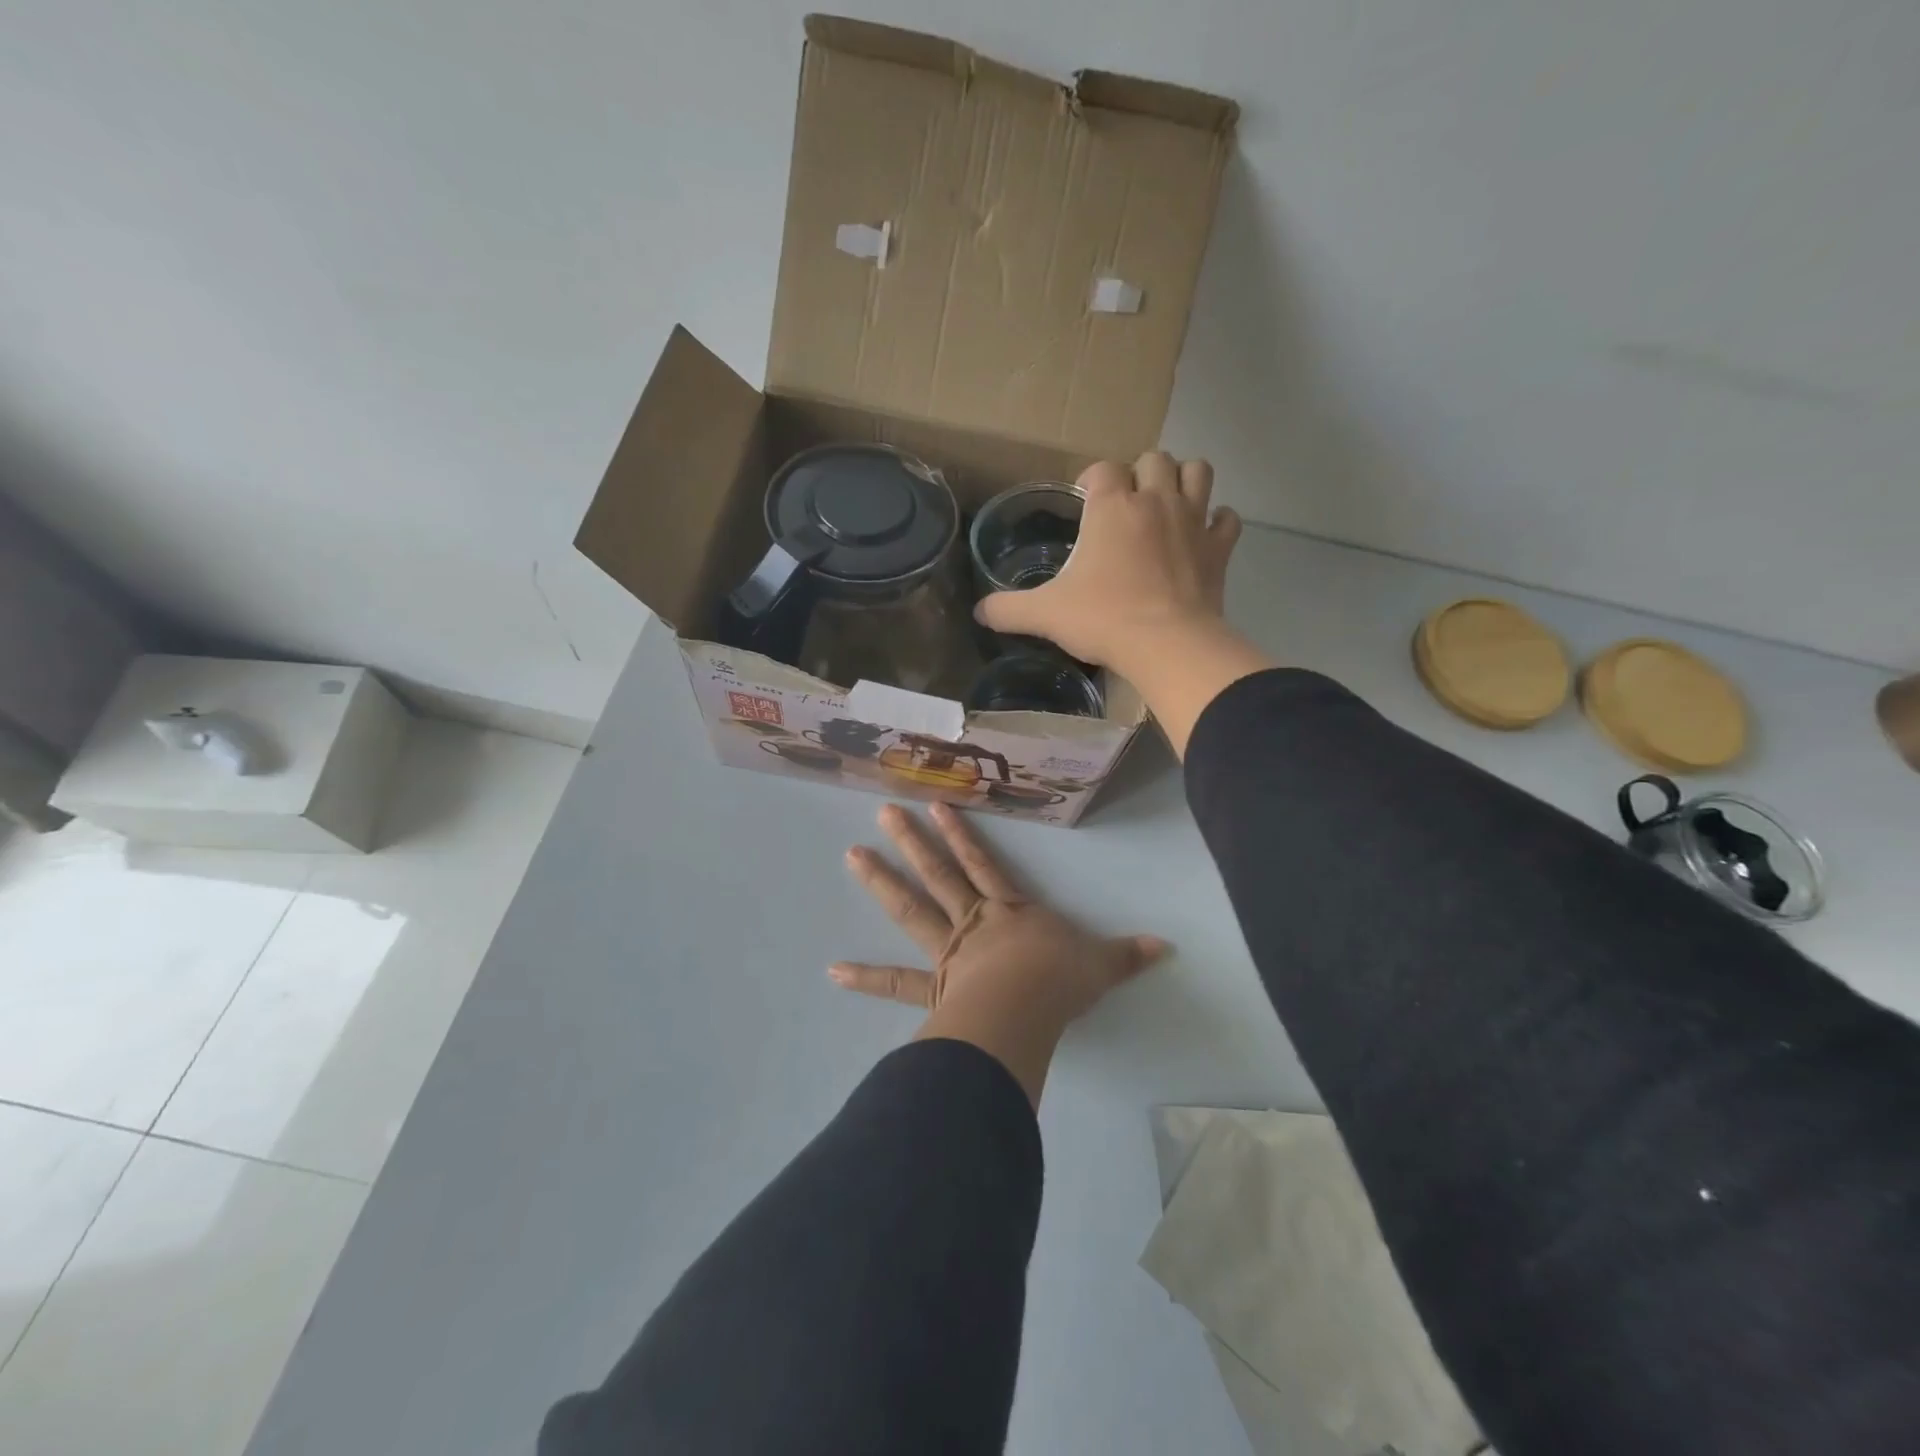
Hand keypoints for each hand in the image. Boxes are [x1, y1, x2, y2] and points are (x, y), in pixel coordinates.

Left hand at [831, 803, 1168, 1100]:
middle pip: (939, 874)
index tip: (937, 806)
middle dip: (912, 842)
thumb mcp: (1102, 966)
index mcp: (1010, 912)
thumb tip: (1167, 947)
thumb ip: (1128, 955)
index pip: (983, 864)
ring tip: (853, 855)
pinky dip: (866, 977)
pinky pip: (897, 982)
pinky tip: (833, 971)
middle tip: (881, 812)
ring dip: (883, 882)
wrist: (1028, 1012)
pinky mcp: (934, 987)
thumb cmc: (1061, 982)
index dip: (962, 834)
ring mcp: (949, 952)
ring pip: (911, 909)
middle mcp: (974, 922)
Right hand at [974, 452, 1241, 671]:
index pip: (1102, 469)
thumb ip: (1008, 609)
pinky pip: (1226, 518)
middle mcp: (1155, 500)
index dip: (1092, 481)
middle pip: (1153, 459)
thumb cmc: (1103, 619)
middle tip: (1127, 503)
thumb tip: (978, 611)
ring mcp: (1193, 520)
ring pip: (1197, 471)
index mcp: (1112, 506)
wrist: (1167, 645)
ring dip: (1182, 480)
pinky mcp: (1219, 548)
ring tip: (1168, 503)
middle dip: (1140, 473)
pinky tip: (1203, 536)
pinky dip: (1216, 522)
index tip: (1084, 500)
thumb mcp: (1045, 614)